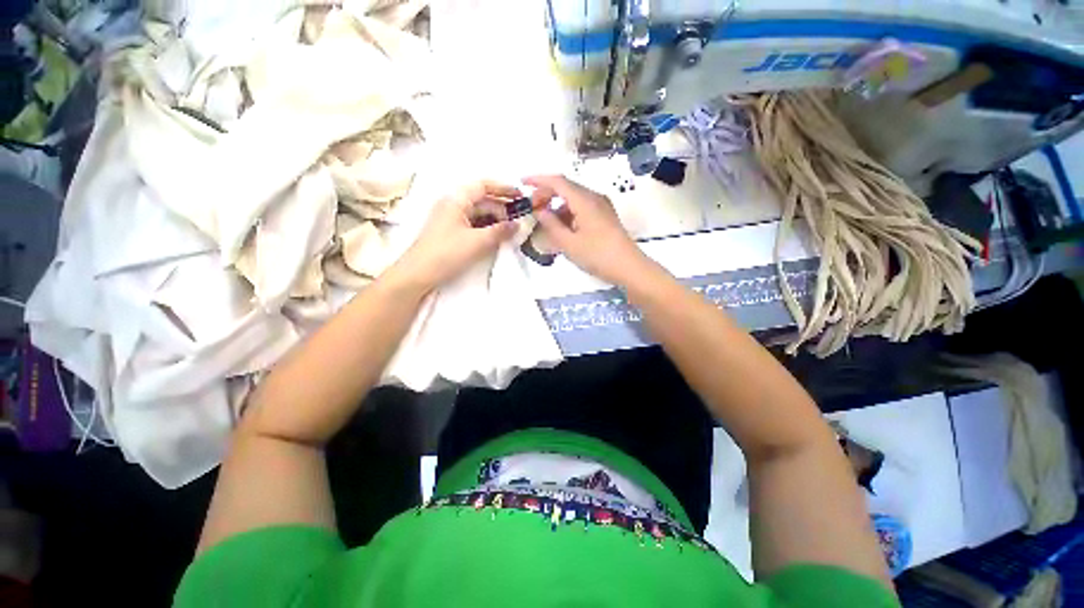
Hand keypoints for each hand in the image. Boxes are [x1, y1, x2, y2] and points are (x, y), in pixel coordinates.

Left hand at [390, 181, 518, 291]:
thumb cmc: (446, 253)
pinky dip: (486, 228)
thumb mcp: (477, 242)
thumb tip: (518, 224)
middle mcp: (453, 204)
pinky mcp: (451, 232)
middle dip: (502, 207)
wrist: (418, 274)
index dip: (503, 188)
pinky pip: (473, 224)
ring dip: (495, 219)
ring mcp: (451, 218)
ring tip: (511, 229)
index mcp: (456, 199)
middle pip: (482, 199)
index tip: (520, 196)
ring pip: (478, 213)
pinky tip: (497, 236)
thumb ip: (500, 231)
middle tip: (519, 219)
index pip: (483, 185)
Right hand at [525, 175, 650, 285]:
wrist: (628, 267)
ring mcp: (602, 205)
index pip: (558, 181)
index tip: (522, 183)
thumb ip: (551, 225)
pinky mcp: (605, 215)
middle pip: (566, 187)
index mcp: (584, 200)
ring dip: (557, 205)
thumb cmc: (597, 255)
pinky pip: (582, 207)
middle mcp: (594, 197)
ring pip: (574, 198)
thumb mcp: (569, 243)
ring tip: (545, 221)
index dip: (538, 180)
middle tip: (533, 208)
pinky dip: (568, 212)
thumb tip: (539, 210)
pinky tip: (562, 227)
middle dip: (547, 194)